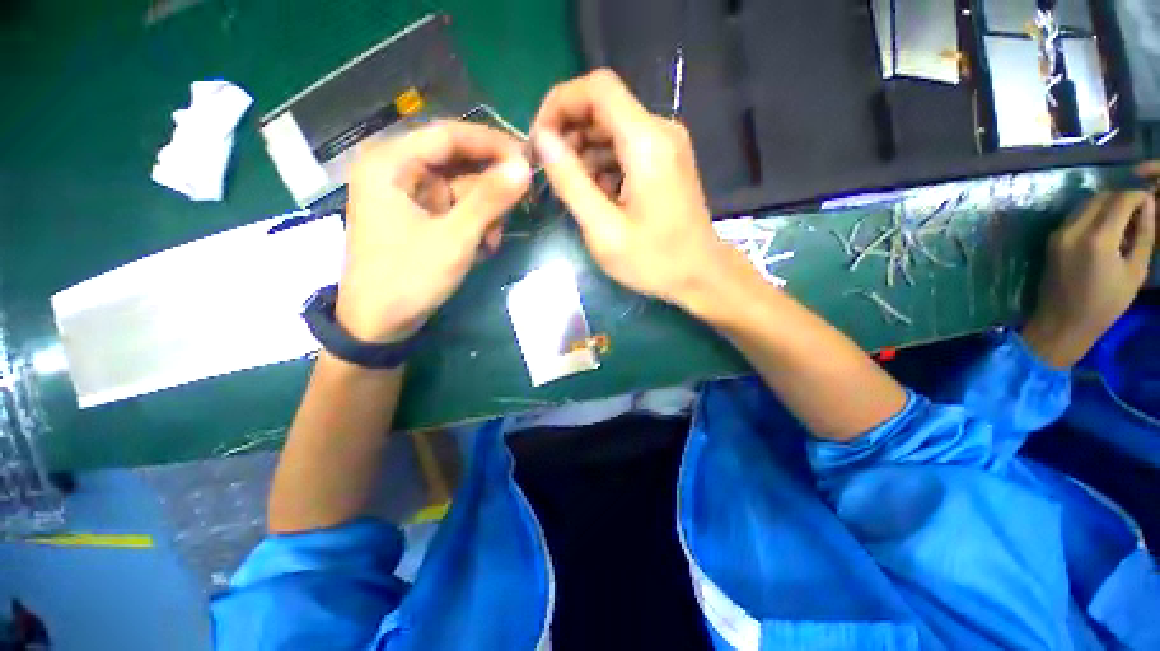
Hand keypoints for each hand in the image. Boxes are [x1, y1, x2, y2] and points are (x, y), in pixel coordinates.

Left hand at [337, 122, 530, 342]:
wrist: (379, 323)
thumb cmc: (409, 277)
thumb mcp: (454, 238)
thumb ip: (490, 200)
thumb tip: (525, 168)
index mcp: (391, 162)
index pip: (450, 135)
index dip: (493, 144)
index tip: (529, 159)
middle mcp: (399, 169)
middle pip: (459, 162)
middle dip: (491, 188)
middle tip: (523, 203)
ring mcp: (411, 194)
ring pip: (463, 188)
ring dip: (485, 214)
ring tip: (491, 243)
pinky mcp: (421, 216)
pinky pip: (458, 209)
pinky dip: (475, 226)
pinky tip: (481, 249)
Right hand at [531, 69, 743, 310]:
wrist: (701, 274)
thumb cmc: (654, 260)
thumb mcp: (603, 230)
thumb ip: (571, 182)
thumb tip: (542, 140)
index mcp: (646, 142)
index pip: (597, 88)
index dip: (560, 103)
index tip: (539, 140)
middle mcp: (660, 131)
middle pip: (603, 107)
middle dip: (569, 132)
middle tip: (548, 172)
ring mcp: (666, 145)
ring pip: (612, 128)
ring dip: (584, 152)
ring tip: (570, 189)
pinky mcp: (666, 160)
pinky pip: (625, 148)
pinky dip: (603, 164)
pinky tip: (596, 195)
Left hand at [1023, 180, 1156, 367]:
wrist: (1061, 323)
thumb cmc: (1105, 304)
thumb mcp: (1135, 271)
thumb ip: (1143, 234)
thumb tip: (1147, 204)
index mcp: (1097, 238)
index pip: (1120, 200)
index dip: (1137, 196)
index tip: (1150, 200)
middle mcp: (1073, 230)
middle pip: (1101, 197)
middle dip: (1122, 198)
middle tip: (1138, 210)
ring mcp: (1058, 234)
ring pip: (1086, 205)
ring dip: (1106, 205)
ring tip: (1124, 222)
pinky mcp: (1051, 240)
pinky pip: (1075, 217)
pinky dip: (1093, 215)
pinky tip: (1106, 231)